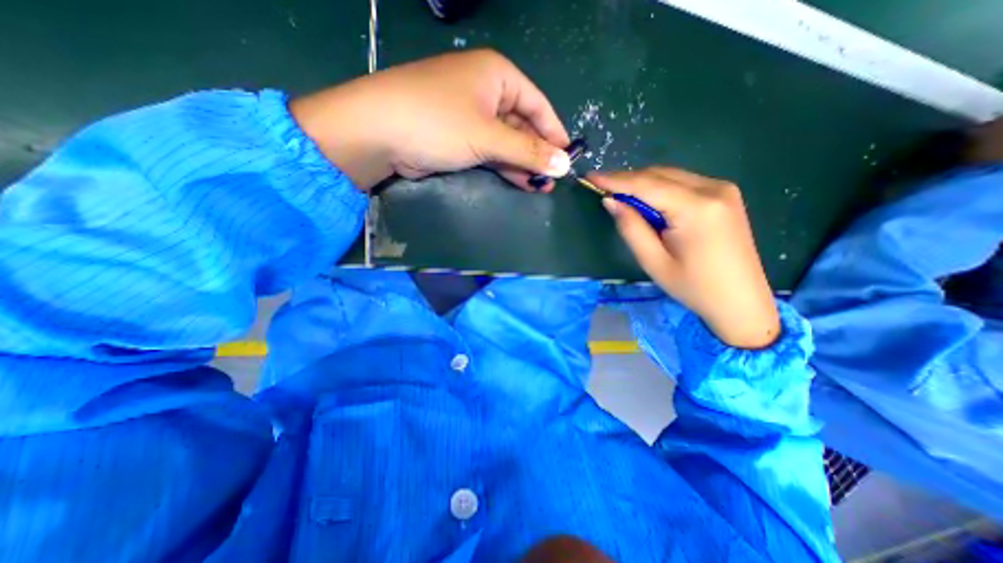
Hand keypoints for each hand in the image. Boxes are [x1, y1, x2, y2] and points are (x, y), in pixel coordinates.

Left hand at [291, 51, 571, 191]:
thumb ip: (528, 151)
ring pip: (507, 142)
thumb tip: (564, 165)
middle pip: (523, 125)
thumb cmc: (439, 123)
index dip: (554, 133)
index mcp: (498, 76)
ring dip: (523, 164)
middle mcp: (486, 91)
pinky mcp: (459, 138)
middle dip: (538, 153)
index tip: (568, 158)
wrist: (379, 133)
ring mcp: (471, 116)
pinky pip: (490, 151)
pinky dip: (505, 166)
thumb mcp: (488, 136)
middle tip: (553, 179)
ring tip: (540, 186)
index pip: (538, 105)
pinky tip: (520, 182)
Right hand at [589, 166, 777, 348]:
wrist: (741, 300)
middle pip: (659, 174)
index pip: (646, 184)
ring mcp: (723, 189)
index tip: (590, 176)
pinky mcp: (725, 195)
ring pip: (671, 175)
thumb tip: (611, 201)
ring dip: (643, 183)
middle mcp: (713, 189)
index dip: (615, 179)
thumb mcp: (653, 261)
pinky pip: (683, 182)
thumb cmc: (693, 287)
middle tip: (602, 188)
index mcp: (695, 208)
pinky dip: (660, 187)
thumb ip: (631, 228)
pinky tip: (648, 201)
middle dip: (627, 179)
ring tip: (620, 196)